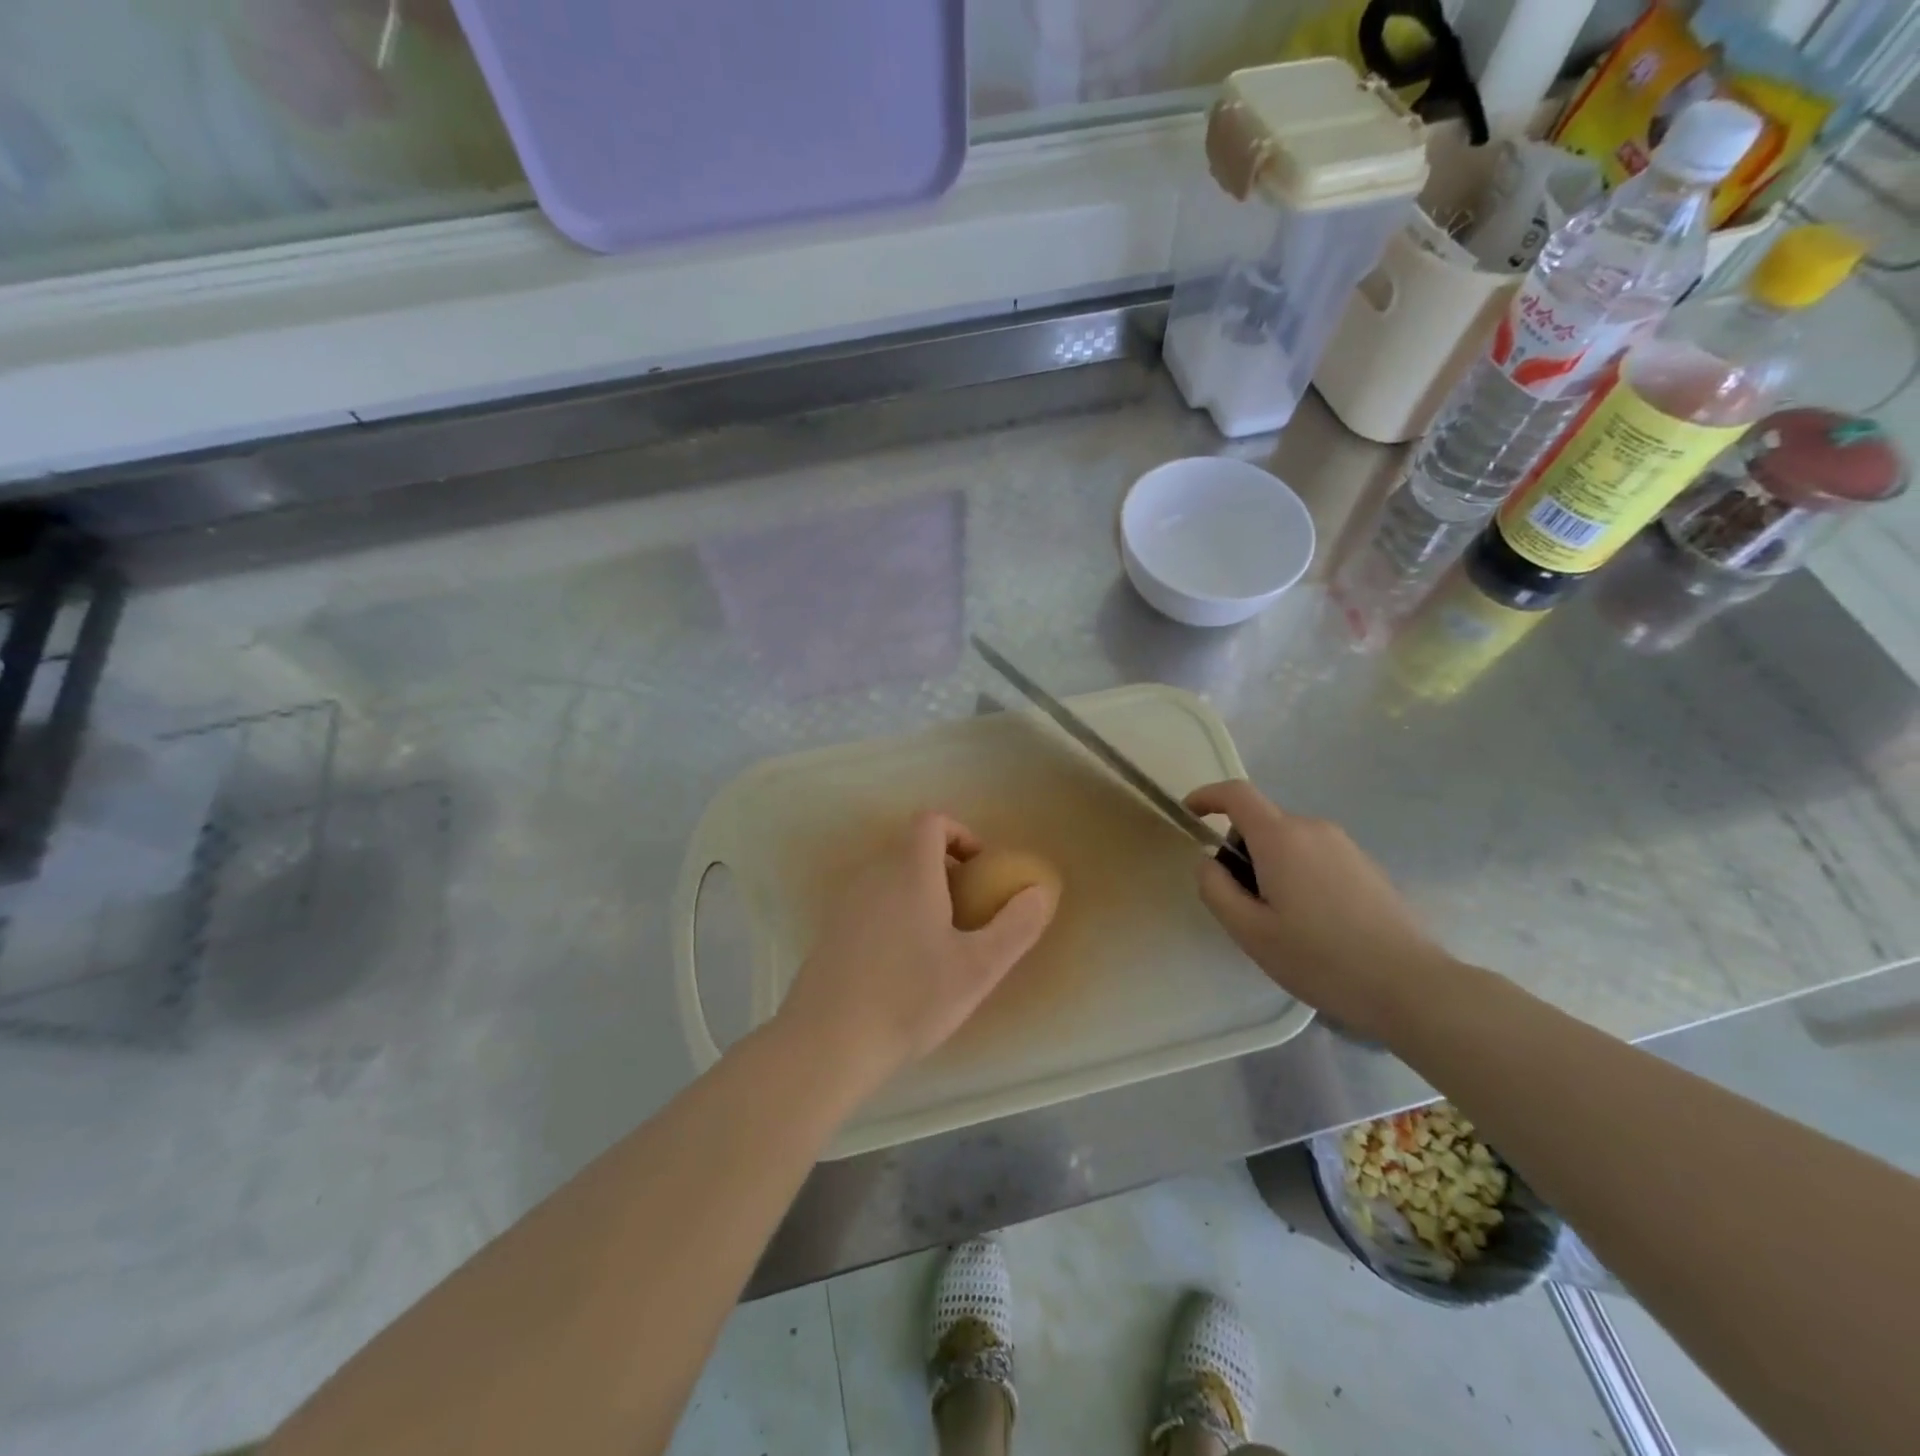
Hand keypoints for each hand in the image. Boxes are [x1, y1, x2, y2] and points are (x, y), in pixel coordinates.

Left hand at [775, 811, 1058, 1091]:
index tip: (980, 872)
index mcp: (909, 871)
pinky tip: (903, 966)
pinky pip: (871, 904)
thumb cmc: (910, 998)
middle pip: (911, 848)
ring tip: (940, 942)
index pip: (931, 821)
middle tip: (968, 912)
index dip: (961, 834)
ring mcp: (845, 902)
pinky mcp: (830, 931)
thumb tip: (1039, 891)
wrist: (827, 1041)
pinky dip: (894, 914)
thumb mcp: (978, 968)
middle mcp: (873, 874)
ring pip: (890, 877)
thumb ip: (1016, 925)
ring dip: (919, 893)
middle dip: (945, 868)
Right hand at [1187, 780, 1449, 1039]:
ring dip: (1269, 865)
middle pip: (1262, 822)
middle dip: (1239, 849)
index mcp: (1281, 837)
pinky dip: (1297, 874)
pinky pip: (1314, 855)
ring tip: (1278, 920)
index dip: (1207, 796)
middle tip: (1240, 902)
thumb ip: (1215, 888)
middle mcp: (1313, 829)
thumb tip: (1209, 861)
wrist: (1409, 985)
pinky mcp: (1365, 865)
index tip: (1189, 815)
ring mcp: (1345, 845)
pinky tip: (1312, 924)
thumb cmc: (1319, 958)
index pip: (1236, 794)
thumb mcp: (1249, 931)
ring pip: (1288, 841)